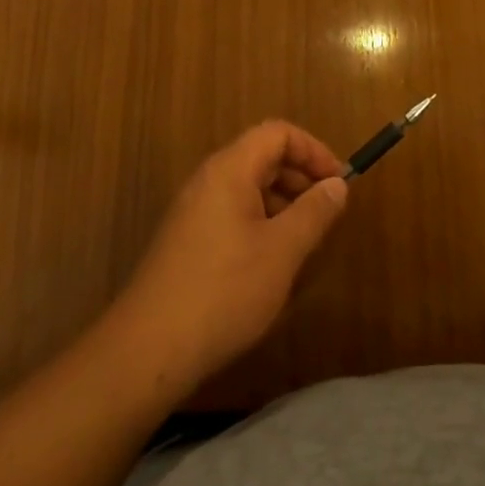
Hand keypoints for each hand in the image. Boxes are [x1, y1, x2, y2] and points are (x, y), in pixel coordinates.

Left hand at [108, 122, 348, 391]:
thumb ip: (314, 212)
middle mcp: (208, 180)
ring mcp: (193, 211)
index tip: (338, 182)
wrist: (146, 352)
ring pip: (248, 188)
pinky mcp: (186, 241)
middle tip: (327, 212)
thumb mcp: (282, 251)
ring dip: (283, 203)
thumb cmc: (224, 291)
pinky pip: (232, 213)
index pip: (278, 133)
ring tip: (305, 241)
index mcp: (230, 170)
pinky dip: (261, 223)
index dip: (313, 150)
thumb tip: (337, 185)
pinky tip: (272, 263)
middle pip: (262, 157)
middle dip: (300, 177)